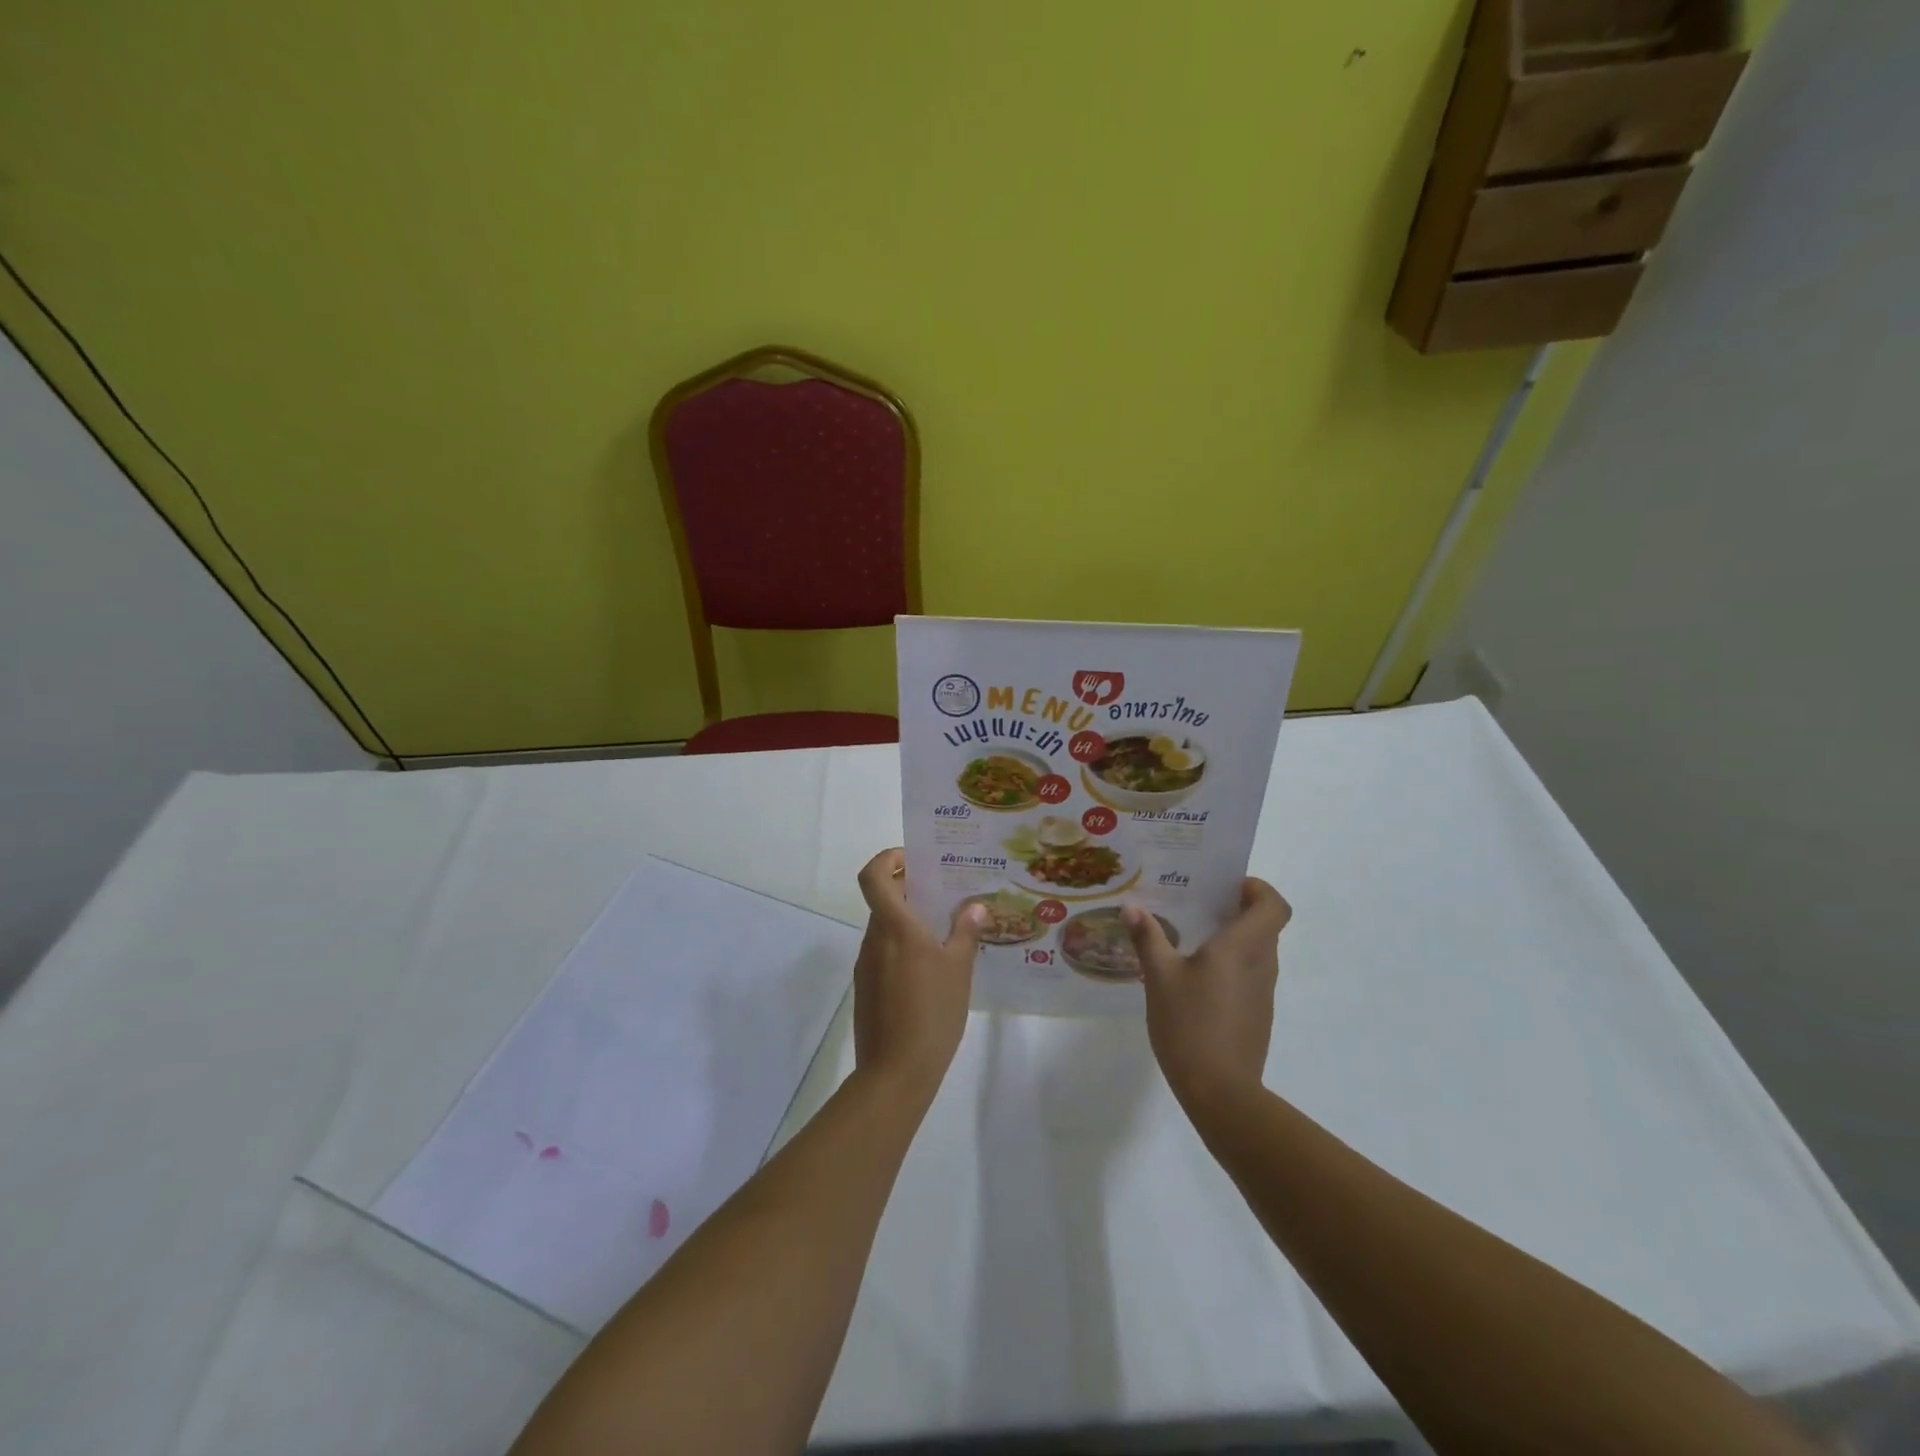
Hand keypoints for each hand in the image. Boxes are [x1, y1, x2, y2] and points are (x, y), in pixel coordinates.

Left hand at [852, 849, 987, 1105]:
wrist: (895, 1073)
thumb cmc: (931, 1013)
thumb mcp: (958, 970)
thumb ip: (965, 933)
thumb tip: (974, 906)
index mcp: (894, 927)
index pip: (873, 875)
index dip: (887, 858)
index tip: (914, 859)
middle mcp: (874, 939)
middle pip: (882, 900)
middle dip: (910, 890)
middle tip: (945, 893)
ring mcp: (866, 965)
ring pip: (884, 928)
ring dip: (908, 921)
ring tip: (946, 932)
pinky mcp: (866, 989)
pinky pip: (883, 954)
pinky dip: (903, 948)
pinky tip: (931, 969)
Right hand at [1124, 879, 1291, 1113]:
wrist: (1220, 1092)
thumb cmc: (1190, 1024)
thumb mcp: (1159, 977)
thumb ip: (1148, 938)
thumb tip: (1131, 908)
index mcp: (1242, 947)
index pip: (1274, 905)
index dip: (1257, 888)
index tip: (1226, 886)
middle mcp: (1261, 964)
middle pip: (1266, 924)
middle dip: (1238, 909)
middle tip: (1199, 904)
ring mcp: (1263, 992)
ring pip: (1259, 950)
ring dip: (1235, 937)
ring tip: (1192, 937)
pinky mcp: (1257, 1014)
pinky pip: (1251, 975)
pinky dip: (1233, 965)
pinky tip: (1197, 978)